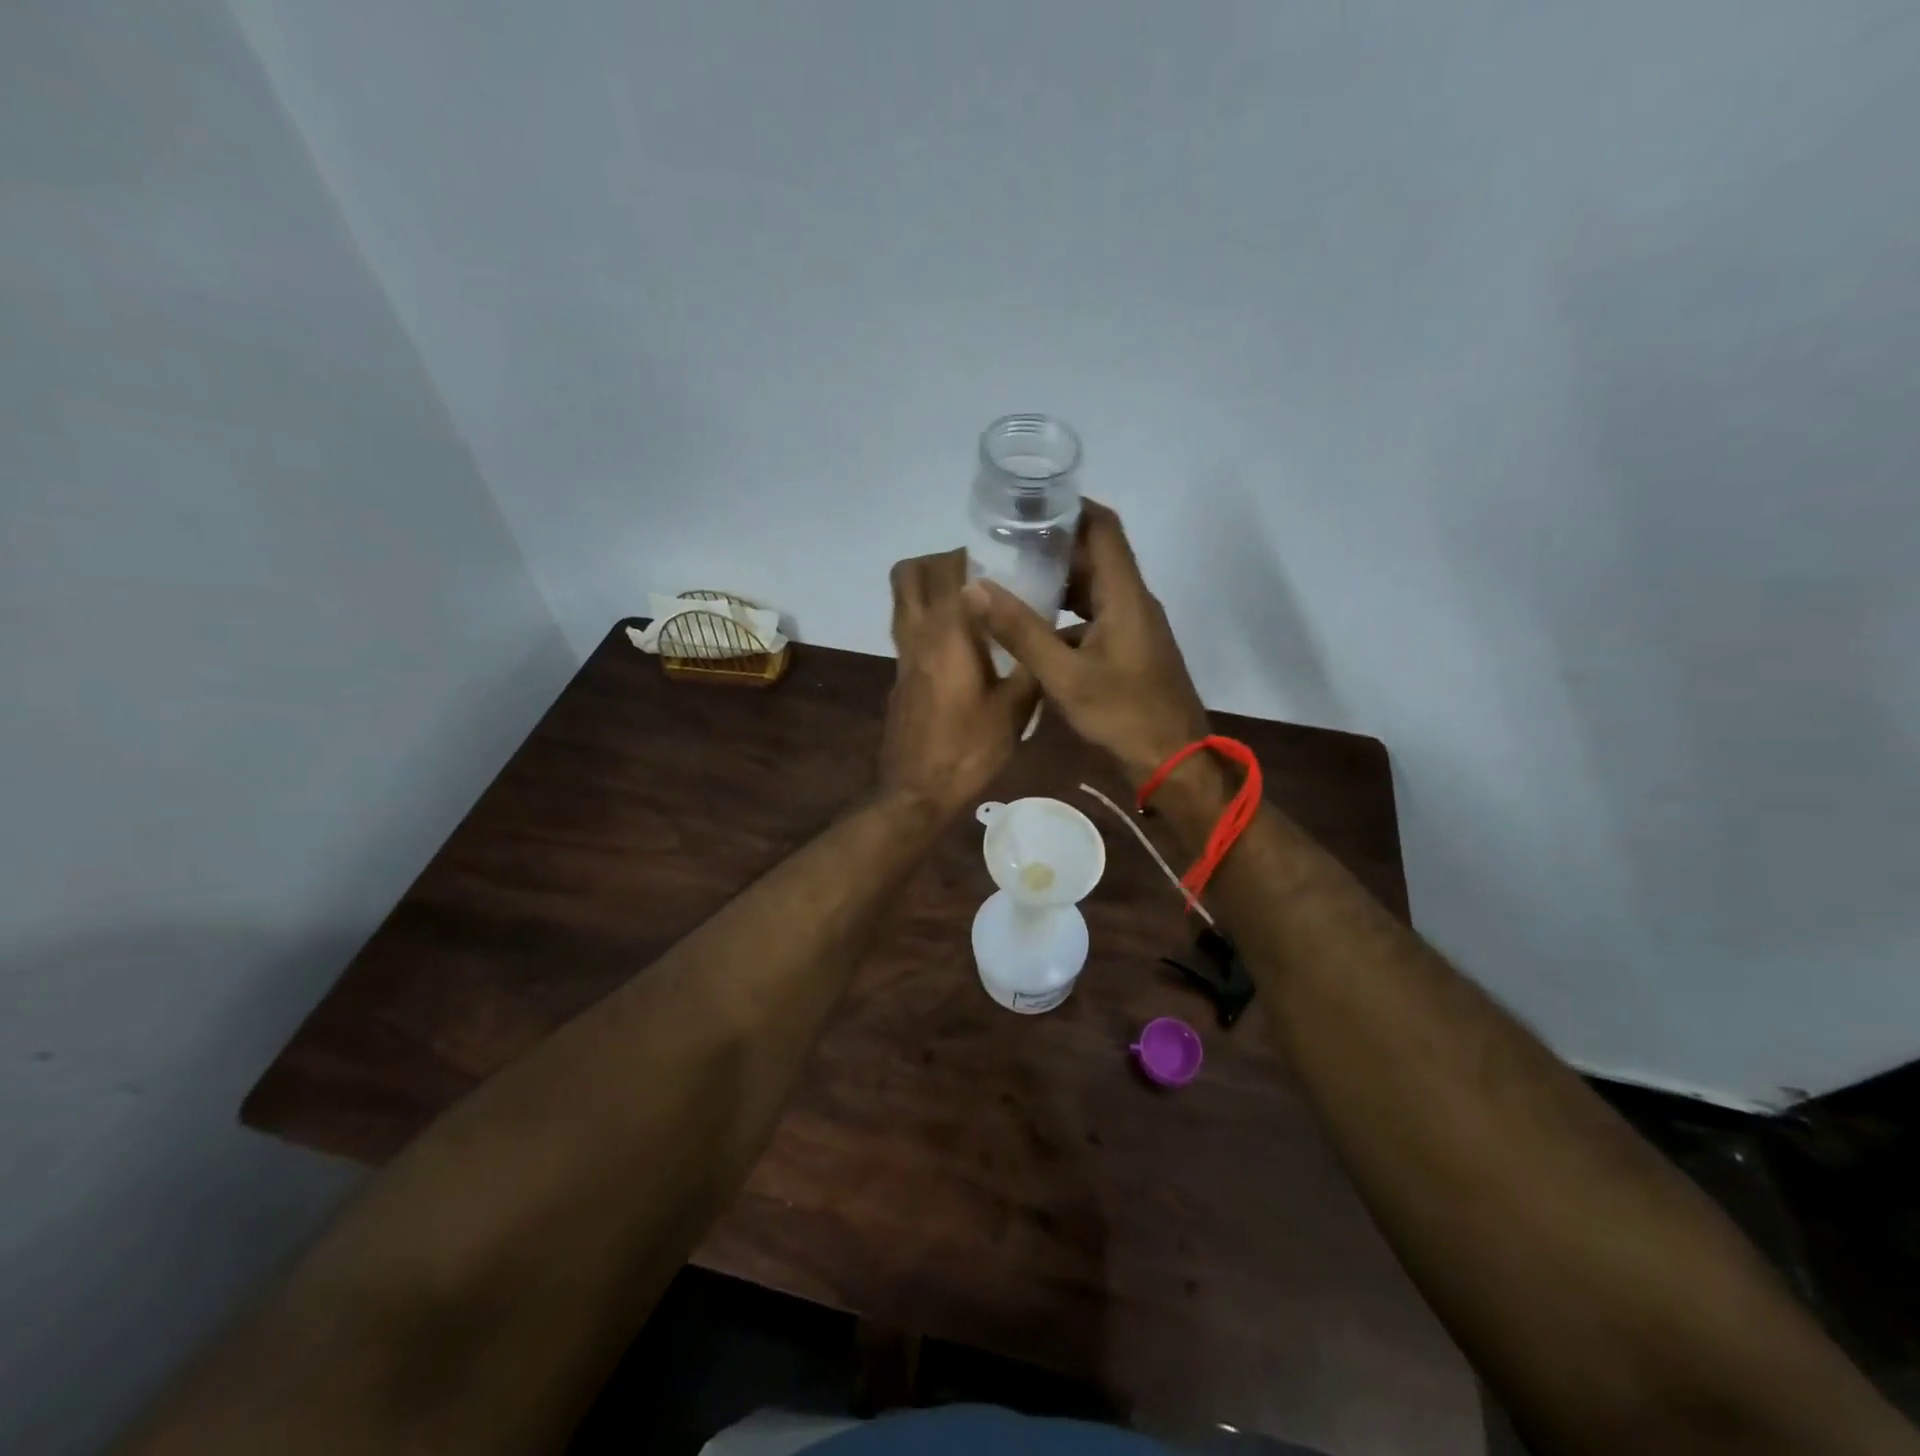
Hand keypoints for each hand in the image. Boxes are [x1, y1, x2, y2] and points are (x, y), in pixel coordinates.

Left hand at [879, 548, 1038, 816]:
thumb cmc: (968, 749)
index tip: (1006, 561)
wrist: (917, 791)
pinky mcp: (900, 675)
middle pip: (910, 573)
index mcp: (947, 633)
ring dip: (931, 588)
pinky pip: (908, 627)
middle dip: (943, 562)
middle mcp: (916, 633)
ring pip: (903, 599)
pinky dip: (929, 618)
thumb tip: (1048, 635)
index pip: (950, 570)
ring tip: (974, 604)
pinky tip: (965, 644)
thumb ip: (1031, 665)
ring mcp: (902, 655)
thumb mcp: (1015, 710)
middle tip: (982, 576)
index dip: (976, 556)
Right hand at [963, 501, 1207, 785]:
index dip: (1070, 507)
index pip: (1103, 528)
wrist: (1174, 762)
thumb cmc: (1123, 715)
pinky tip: (1034, 631)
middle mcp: (1134, 602)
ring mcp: (1135, 627)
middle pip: (1096, 556)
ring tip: (1012, 581)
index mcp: (1125, 596)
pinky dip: (1066, 615)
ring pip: (1094, 589)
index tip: (1030, 503)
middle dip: (1053, 546)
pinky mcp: (1131, 650)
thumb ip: (1020, 631)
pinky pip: (1095, 617)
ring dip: (1058, 583)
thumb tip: (975, 588)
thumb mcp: (1065, 676)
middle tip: (1006, 544)